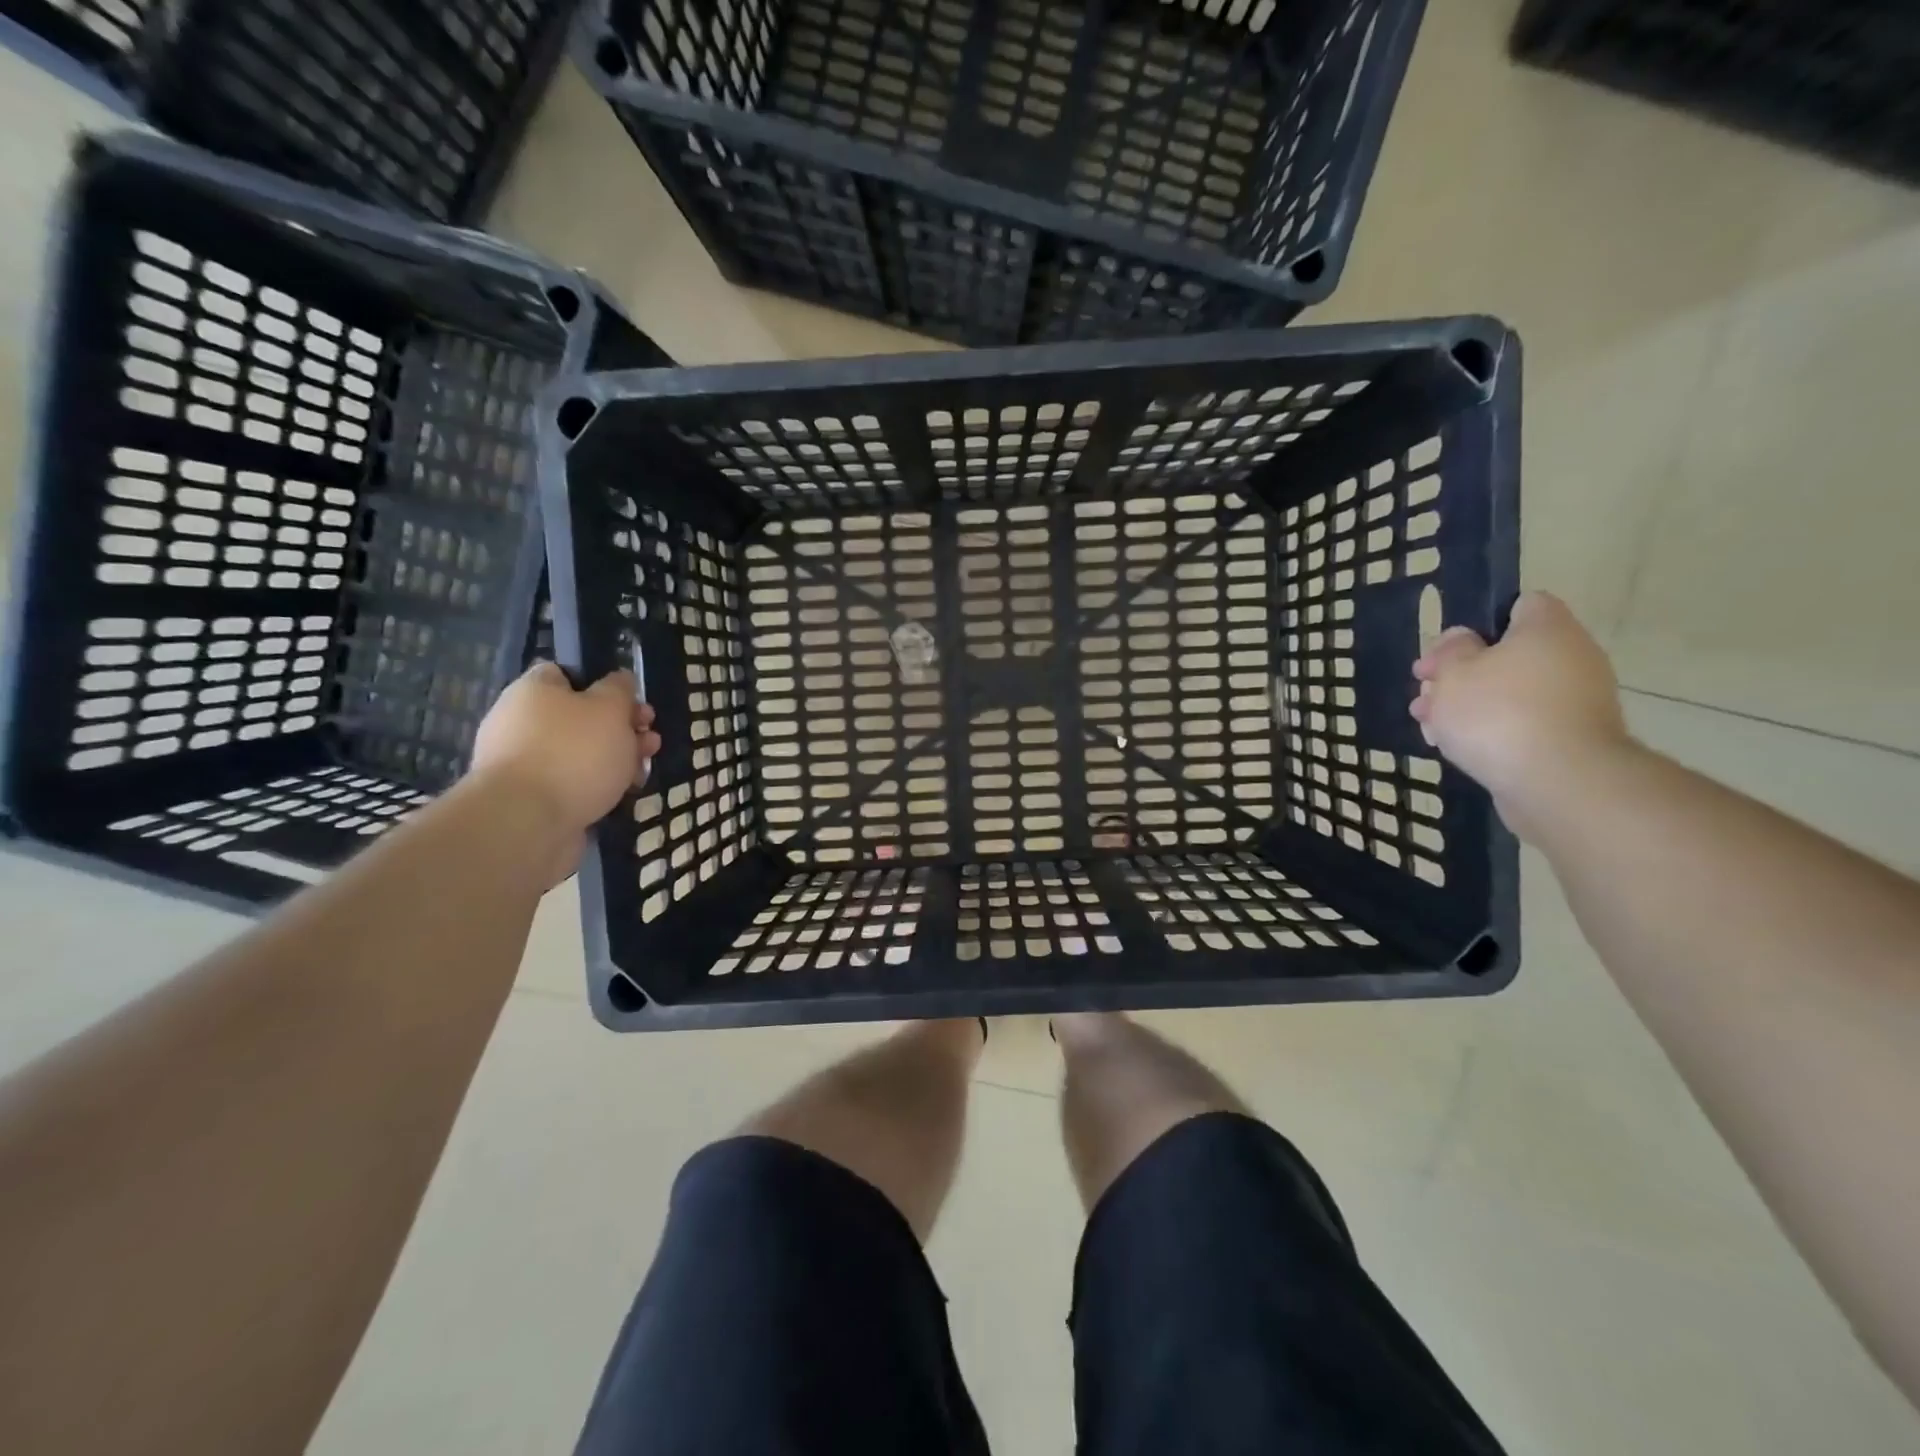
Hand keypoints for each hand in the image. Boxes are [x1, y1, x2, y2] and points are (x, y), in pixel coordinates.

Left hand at [470, 663, 659, 837]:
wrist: (527, 823)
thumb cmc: (573, 753)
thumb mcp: (610, 708)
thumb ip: (619, 690)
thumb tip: (620, 681)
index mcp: (533, 691)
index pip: (564, 674)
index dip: (601, 684)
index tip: (631, 702)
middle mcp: (521, 723)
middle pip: (579, 717)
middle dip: (620, 728)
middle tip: (650, 741)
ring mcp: (524, 764)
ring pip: (580, 753)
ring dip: (615, 759)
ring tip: (642, 773)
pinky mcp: (531, 799)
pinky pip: (572, 784)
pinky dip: (597, 787)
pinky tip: (621, 796)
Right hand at [1410, 592, 1632, 838]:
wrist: (1559, 783)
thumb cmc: (1499, 714)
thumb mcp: (1454, 673)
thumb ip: (1450, 650)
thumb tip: (1461, 640)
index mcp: (1547, 629)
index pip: (1520, 604)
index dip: (1479, 622)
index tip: (1447, 650)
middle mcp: (1572, 657)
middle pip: (1508, 654)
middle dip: (1462, 673)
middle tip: (1426, 692)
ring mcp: (1577, 701)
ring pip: (1511, 692)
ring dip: (1470, 705)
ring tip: (1430, 725)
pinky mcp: (1571, 739)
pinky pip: (1524, 724)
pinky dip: (1493, 732)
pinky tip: (1458, 748)